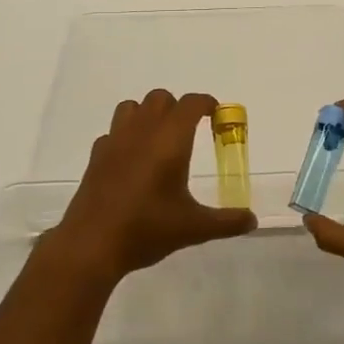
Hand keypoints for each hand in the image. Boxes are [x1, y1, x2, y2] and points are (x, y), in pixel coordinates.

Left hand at [49, 90, 255, 284]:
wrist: (91, 245)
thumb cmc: (147, 229)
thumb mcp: (194, 228)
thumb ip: (226, 221)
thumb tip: (252, 220)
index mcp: (170, 140)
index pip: (191, 103)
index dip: (207, 104)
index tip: (217, 116)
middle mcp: (142, 131)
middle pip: (161, 98)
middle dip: (178, 108)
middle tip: (189, 133)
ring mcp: (115, 141)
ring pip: (132, 107)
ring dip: (148, 114)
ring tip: (158, 141)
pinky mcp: (96, 156)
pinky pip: (113, 132)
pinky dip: (125, 137)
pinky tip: (131, 162)